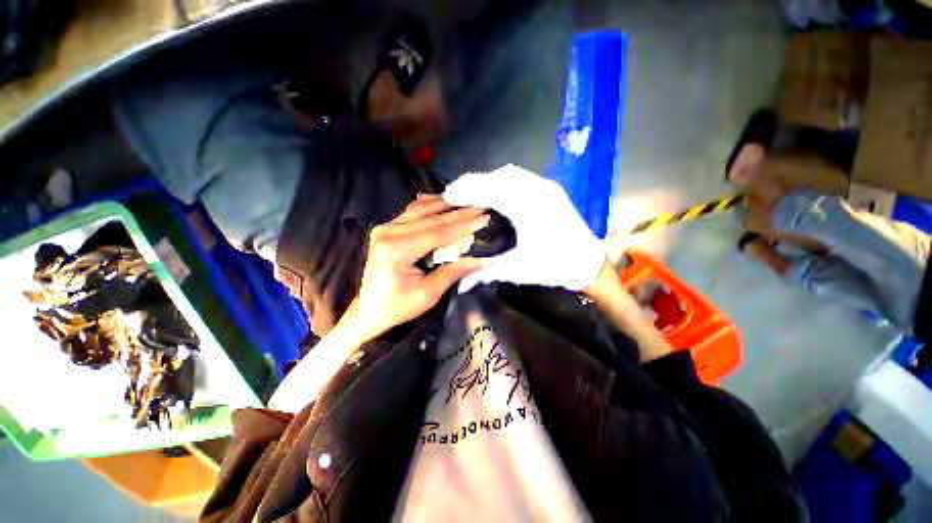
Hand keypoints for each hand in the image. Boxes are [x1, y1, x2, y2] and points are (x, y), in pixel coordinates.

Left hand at [349, 195, 489, 340]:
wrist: (370, 309)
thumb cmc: (398, 306)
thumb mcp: (428, 294)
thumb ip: (453, 272)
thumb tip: (482, 258)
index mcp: (396, 250)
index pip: (437, 233)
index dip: (463, 226)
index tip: (484, 218)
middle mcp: (388, 232)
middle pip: (431, 218)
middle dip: (459, 213)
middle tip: (481, 209)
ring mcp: (385, 227)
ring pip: (422, 210)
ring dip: (446, 207)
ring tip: (468, 204)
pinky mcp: (386, 228)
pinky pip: (412, 211)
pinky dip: (430, 205)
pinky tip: (444, 203)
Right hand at [442, 164, 605, 291]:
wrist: (588, 263)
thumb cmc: (553, 267)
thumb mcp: (517, 270)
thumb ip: (485, 273)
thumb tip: (460, 285)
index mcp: (527, 210)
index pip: (489, 191)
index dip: (466, 191)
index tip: (447, 195)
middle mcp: (537, 191)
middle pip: (497, 177)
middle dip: (472, 182)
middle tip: (453, 193)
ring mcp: (546, 187)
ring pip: (509, 173)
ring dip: (486, 179)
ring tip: (470, 191)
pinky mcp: (551, 188)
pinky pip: (521, 177)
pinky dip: (501, 180)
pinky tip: (493, 190)